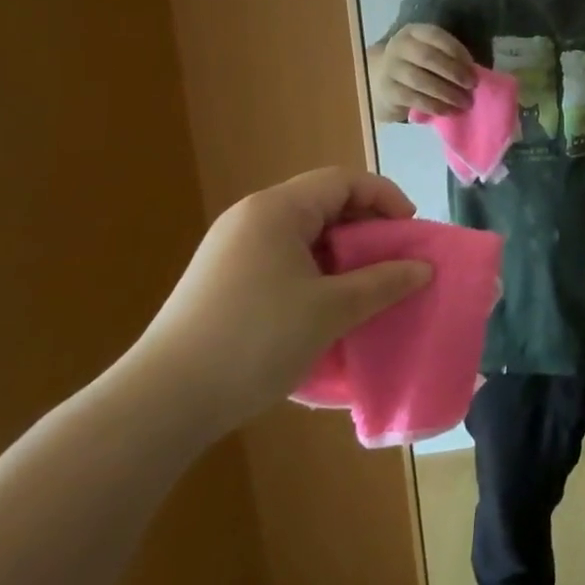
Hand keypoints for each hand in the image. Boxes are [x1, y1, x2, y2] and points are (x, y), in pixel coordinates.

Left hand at [127, 169, 430, 440]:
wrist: (162, 403)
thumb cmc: (255, 340)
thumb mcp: (331, 310)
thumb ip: (383, 283)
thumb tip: (423, 268)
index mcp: (277, 210)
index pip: (343, 181)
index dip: (384, 197)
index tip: (410, 231)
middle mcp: (251, 218)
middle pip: (323, 202)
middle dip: (365, 227)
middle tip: (392, 259)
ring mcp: (231, 249)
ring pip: (303, 233)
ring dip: (341, 252)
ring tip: (364, 285)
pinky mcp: (221, 280)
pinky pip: (282, 257)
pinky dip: (314, 270)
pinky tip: (324, 306)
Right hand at [371, 24, 473, 117]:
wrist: (382, 80)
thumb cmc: (418, 65)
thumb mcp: (431, 53)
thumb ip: (449, 58)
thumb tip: (474, 73)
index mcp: (414, 33)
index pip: (436, 36)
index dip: (456, 50)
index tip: (472, 66)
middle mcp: (399, 46)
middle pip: (427, 57)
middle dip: (454, 72)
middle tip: (472, 85)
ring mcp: (390, 69)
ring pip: (420, 80)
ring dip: (446, 93)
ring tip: (465, 102)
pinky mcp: (388, 91)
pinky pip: (414, 99)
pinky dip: (434, 106)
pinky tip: (449, 111)